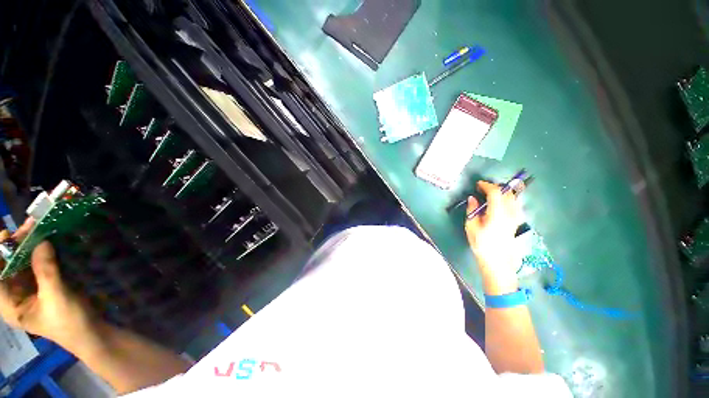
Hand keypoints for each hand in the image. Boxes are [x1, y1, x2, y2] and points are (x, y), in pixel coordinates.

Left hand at [0, 219, 95, 349]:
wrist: (91, 333)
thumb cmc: (68, 322)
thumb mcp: (57, 297)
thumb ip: (47, 271)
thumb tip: (41, 242)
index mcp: (8, 305)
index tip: (7, 235)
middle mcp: (13, 296)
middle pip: (7, 266)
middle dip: (15, 246)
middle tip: (29, 228)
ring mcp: (28, 291)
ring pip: (21, 264)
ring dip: (28, 247)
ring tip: (38, 231)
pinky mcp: (42, 286)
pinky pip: (35, 267)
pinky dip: (39, 254)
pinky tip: (47, 244)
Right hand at [465, 181, 523, 288]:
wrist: (497, 262)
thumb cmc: (481, 244)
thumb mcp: (471, 227)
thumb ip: (472, 210)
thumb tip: (473, 198)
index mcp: (497, 214)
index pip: (496, 192)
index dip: (487, 185)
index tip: (478, 185)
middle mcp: (510, 213)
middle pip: (507, 193)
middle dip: (495, 187)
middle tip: (483, 189)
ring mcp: (516, 218)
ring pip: (513, 198)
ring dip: (502, 193)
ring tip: (490, 195)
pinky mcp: (517, 222)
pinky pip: (515, 205)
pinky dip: (507, 200)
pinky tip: (499, 204)